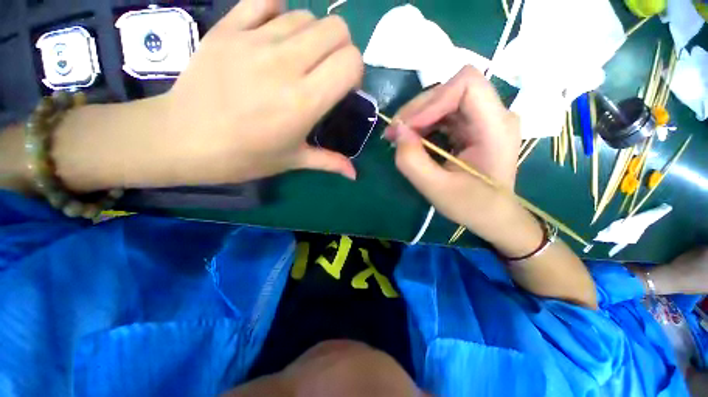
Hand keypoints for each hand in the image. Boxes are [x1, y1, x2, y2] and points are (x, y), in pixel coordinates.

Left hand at [159, 0, 362, 183]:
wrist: (185, 139)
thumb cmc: (246, 156)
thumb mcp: (294, 161)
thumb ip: (330, 162)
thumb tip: (355, 175)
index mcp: (305, 102)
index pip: (351, 62)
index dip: (354, 71)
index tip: (343, 87)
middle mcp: (285, 65)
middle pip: (336, 29)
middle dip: (340, 48)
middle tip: (326, 70)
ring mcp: (255, 41)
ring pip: (306, 15)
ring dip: (313, 36)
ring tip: (300, 58)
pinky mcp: (229, 28)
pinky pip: (265, 0)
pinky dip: (278, 11)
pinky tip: (275, 33)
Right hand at [384, 66, 522, 239]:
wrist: (493, 215)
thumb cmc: (472, 206)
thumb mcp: (437, 189)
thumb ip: (412, 161)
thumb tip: (397, 132)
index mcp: (496, 127)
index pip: (467, 84)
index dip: (432, 100)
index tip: (408, 127)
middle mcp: (494, 114)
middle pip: (451, 89)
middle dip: (417, 109)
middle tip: (394, 133)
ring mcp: (484, 118)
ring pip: (444, 99)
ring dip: (417, 116)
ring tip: (399, 138)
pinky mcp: (472, 126)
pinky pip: (443, 113)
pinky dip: (423, 123)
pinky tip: (412, 139)